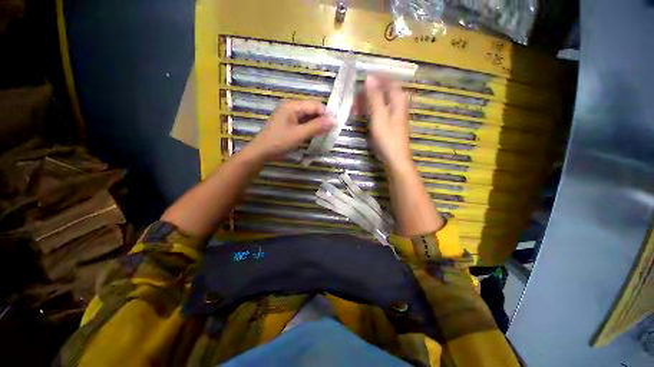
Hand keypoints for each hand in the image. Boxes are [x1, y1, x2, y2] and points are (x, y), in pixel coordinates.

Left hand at [245, 100, 334, 160]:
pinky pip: (304, 123)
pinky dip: (311, 128)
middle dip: (322, 119)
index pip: (315, 105)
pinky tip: (317, 135)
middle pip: (312, 110)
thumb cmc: (279, 142)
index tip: (336, 125)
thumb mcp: (299, 134)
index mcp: (292, 105)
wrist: (262, 152)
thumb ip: (317, 126)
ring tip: (326, 133)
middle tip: (332, 130)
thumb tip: (334, 120)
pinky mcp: (290, 123)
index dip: (326, 114)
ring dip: (318, 124)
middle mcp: (292, 107)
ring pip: (309, 117)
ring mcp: (290, 115)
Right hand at [362, 75, 412, 167]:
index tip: (361, 80)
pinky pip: (379, 110)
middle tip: (354, 100)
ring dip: (367, 102)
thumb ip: (375, 97)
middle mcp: (398, 104)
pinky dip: (370, 110)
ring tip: (354, 109)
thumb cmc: (387, 138)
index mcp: (398, 99)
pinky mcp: (390, 122)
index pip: (388, 80)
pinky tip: (362, 115)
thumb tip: (369, 77)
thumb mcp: (379, 116)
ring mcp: (394, 114)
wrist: (395, 158)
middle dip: (368, 93)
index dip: (376, 78)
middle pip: (383, 91)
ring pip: (380, 101)